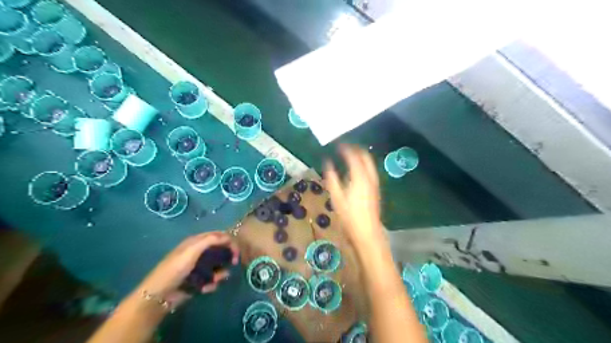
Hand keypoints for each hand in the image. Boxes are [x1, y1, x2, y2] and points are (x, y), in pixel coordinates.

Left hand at [135, 231, 238, 306]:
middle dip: (228, 256)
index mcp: (196, 242)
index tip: (236, 249)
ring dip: (220, 273)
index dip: (229, 240)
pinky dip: (212, 284)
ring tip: (216, 280)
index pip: (218, 236)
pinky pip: (212, 279)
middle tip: (234, 262)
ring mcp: (199, 267)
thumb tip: (227, 236)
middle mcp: (199, 252)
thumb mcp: (192, 250)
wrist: (159, 295)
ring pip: (218, 266)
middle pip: (220, 250)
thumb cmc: (175, 269)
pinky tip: (205, 289)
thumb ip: (210, 240)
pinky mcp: (198, 281)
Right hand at [325, 144, 384, 251]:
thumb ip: (332, 178)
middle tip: (345, 147)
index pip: (354, 156)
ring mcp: (375, 182)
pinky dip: (364, 164)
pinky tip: (356, 170)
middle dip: (356, 149)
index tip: (338, 144)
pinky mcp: (376, 189)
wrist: (367, 231)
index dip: (346, 148)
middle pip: (365, 156)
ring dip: (361, 156)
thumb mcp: (336, 197)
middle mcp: (370, 176)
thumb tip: (327, 163)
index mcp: (360, 176)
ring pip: (370, 163)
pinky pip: (371, 170)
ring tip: (350, 156)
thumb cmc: (349, 215)